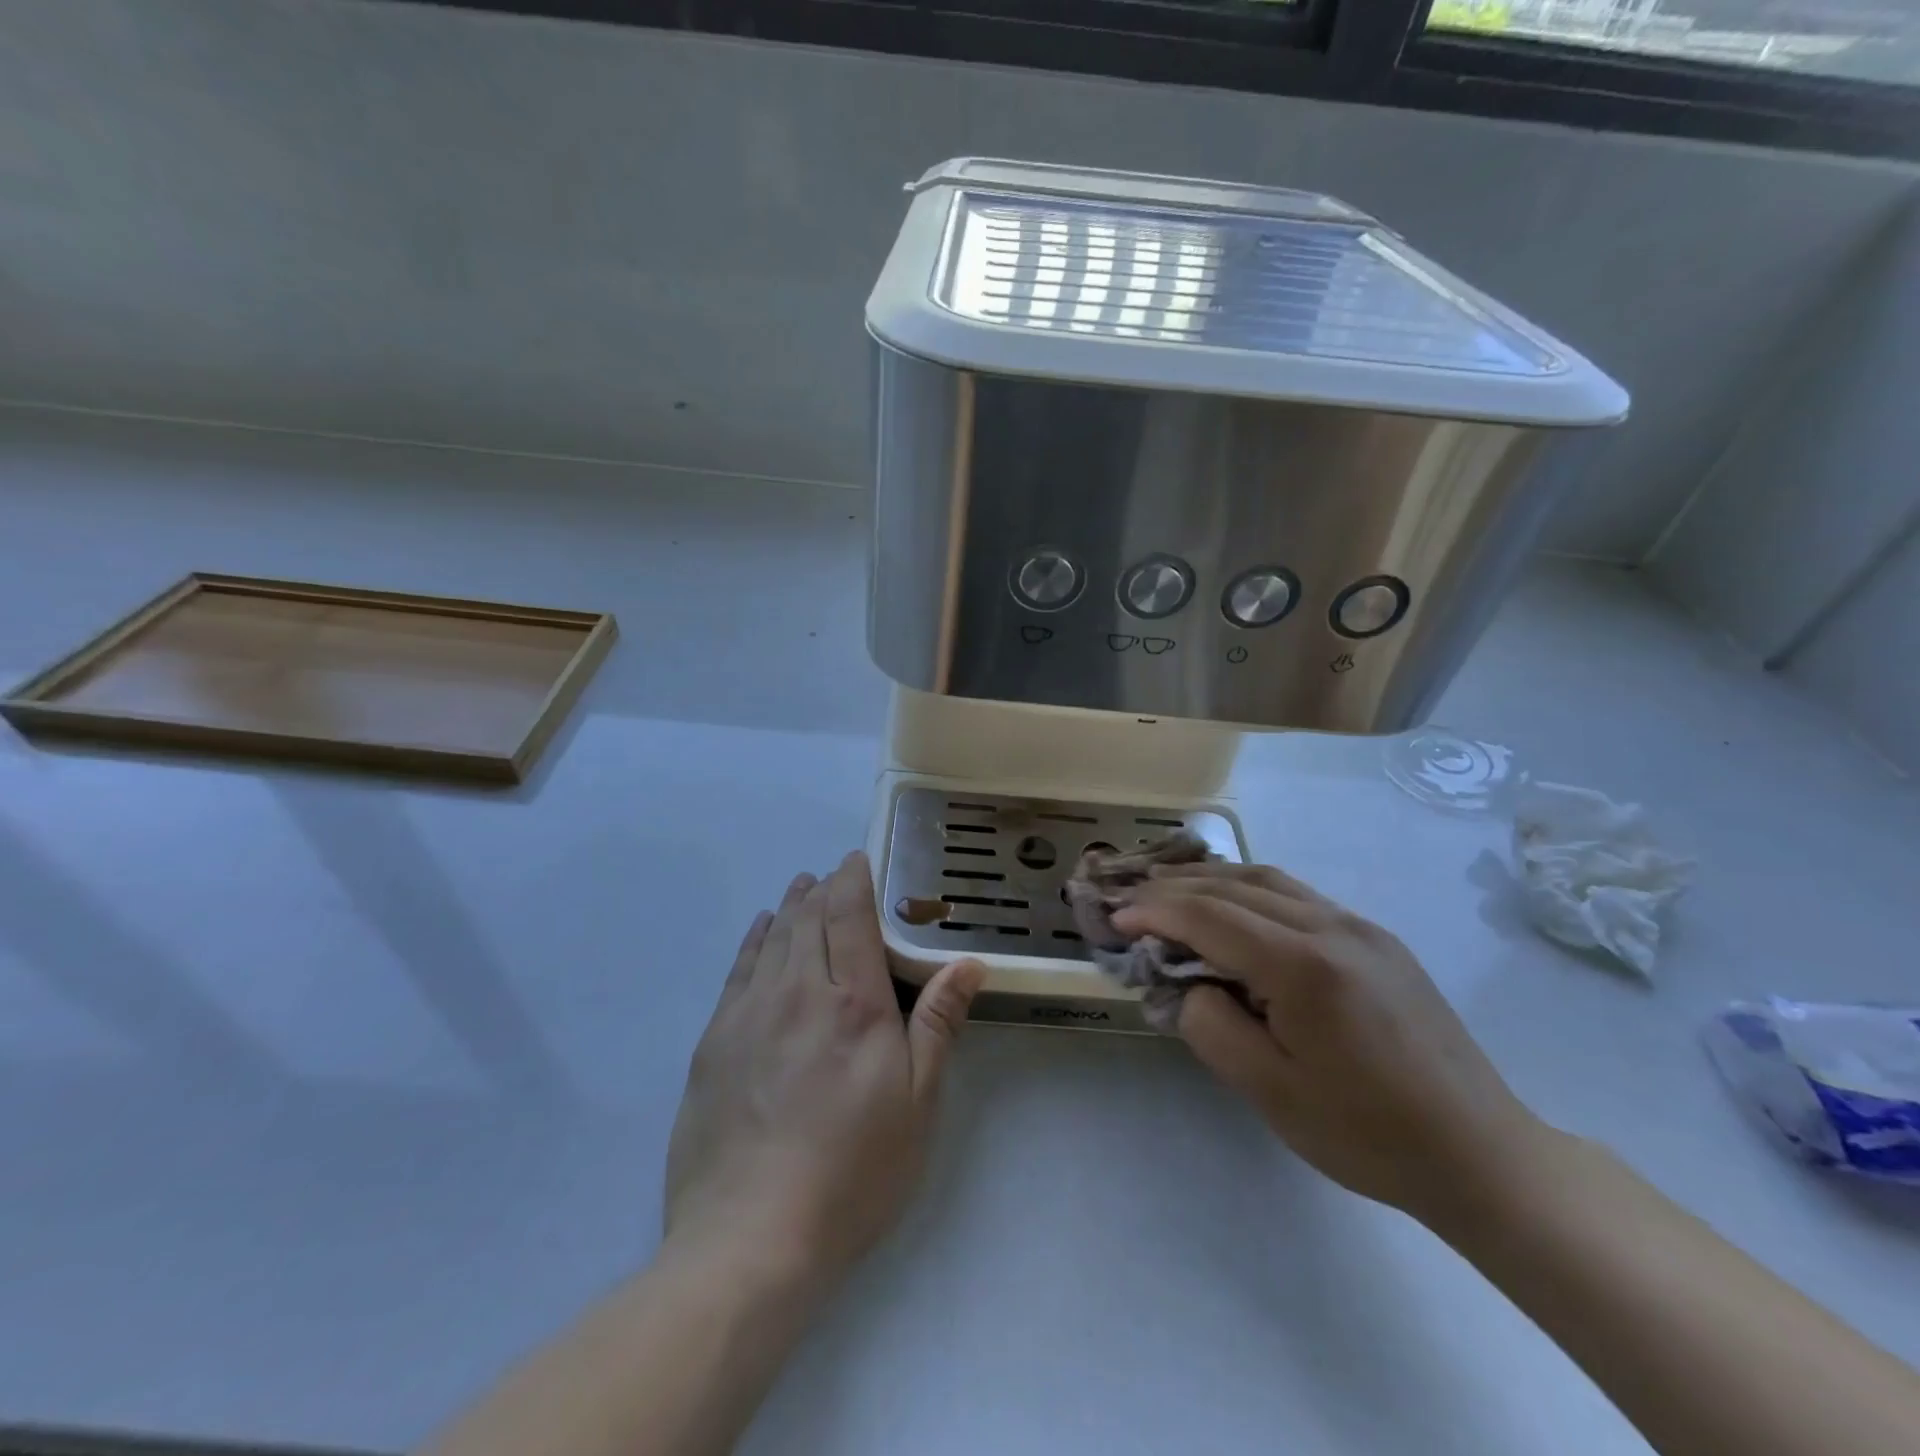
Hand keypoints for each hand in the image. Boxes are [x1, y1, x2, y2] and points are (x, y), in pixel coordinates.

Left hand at [664, 852, 983, 1282]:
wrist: (749, 1237)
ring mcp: (750, 1013)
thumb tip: (967, 963)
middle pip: (809, 918)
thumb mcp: (917, 1103)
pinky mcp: (715, 1040)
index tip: (858, 859)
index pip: (850, 916)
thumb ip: (938, 1023)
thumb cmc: (852, 1171)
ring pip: (773, 938)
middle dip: (823, 888)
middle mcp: (799, 992)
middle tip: (834, 874)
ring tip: (802, 888)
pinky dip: (755, 940)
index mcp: (854, 1003)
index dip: (853, 879)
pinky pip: (738, 969)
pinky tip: (763, 931)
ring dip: (791, 906)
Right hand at [1113, 863, 1546, 1223]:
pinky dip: (1249, 890)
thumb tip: (1193, 985)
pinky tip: (1233, 908)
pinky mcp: (1377, 939)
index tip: (1116, 919)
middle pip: (1235, 886)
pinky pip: (1297, 896)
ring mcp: (1360, 928)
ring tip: (1171, 890)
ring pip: (1268, 880)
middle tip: (1132, 897)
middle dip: (1175, 887)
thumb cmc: (1368, 1134)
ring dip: (1212, 880)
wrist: (1481, 1153)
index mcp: (1305, 966)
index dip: (1155, 912)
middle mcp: (1333, 928)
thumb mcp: (1271, 1093)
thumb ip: (1212, 1027)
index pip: (1210, 916)